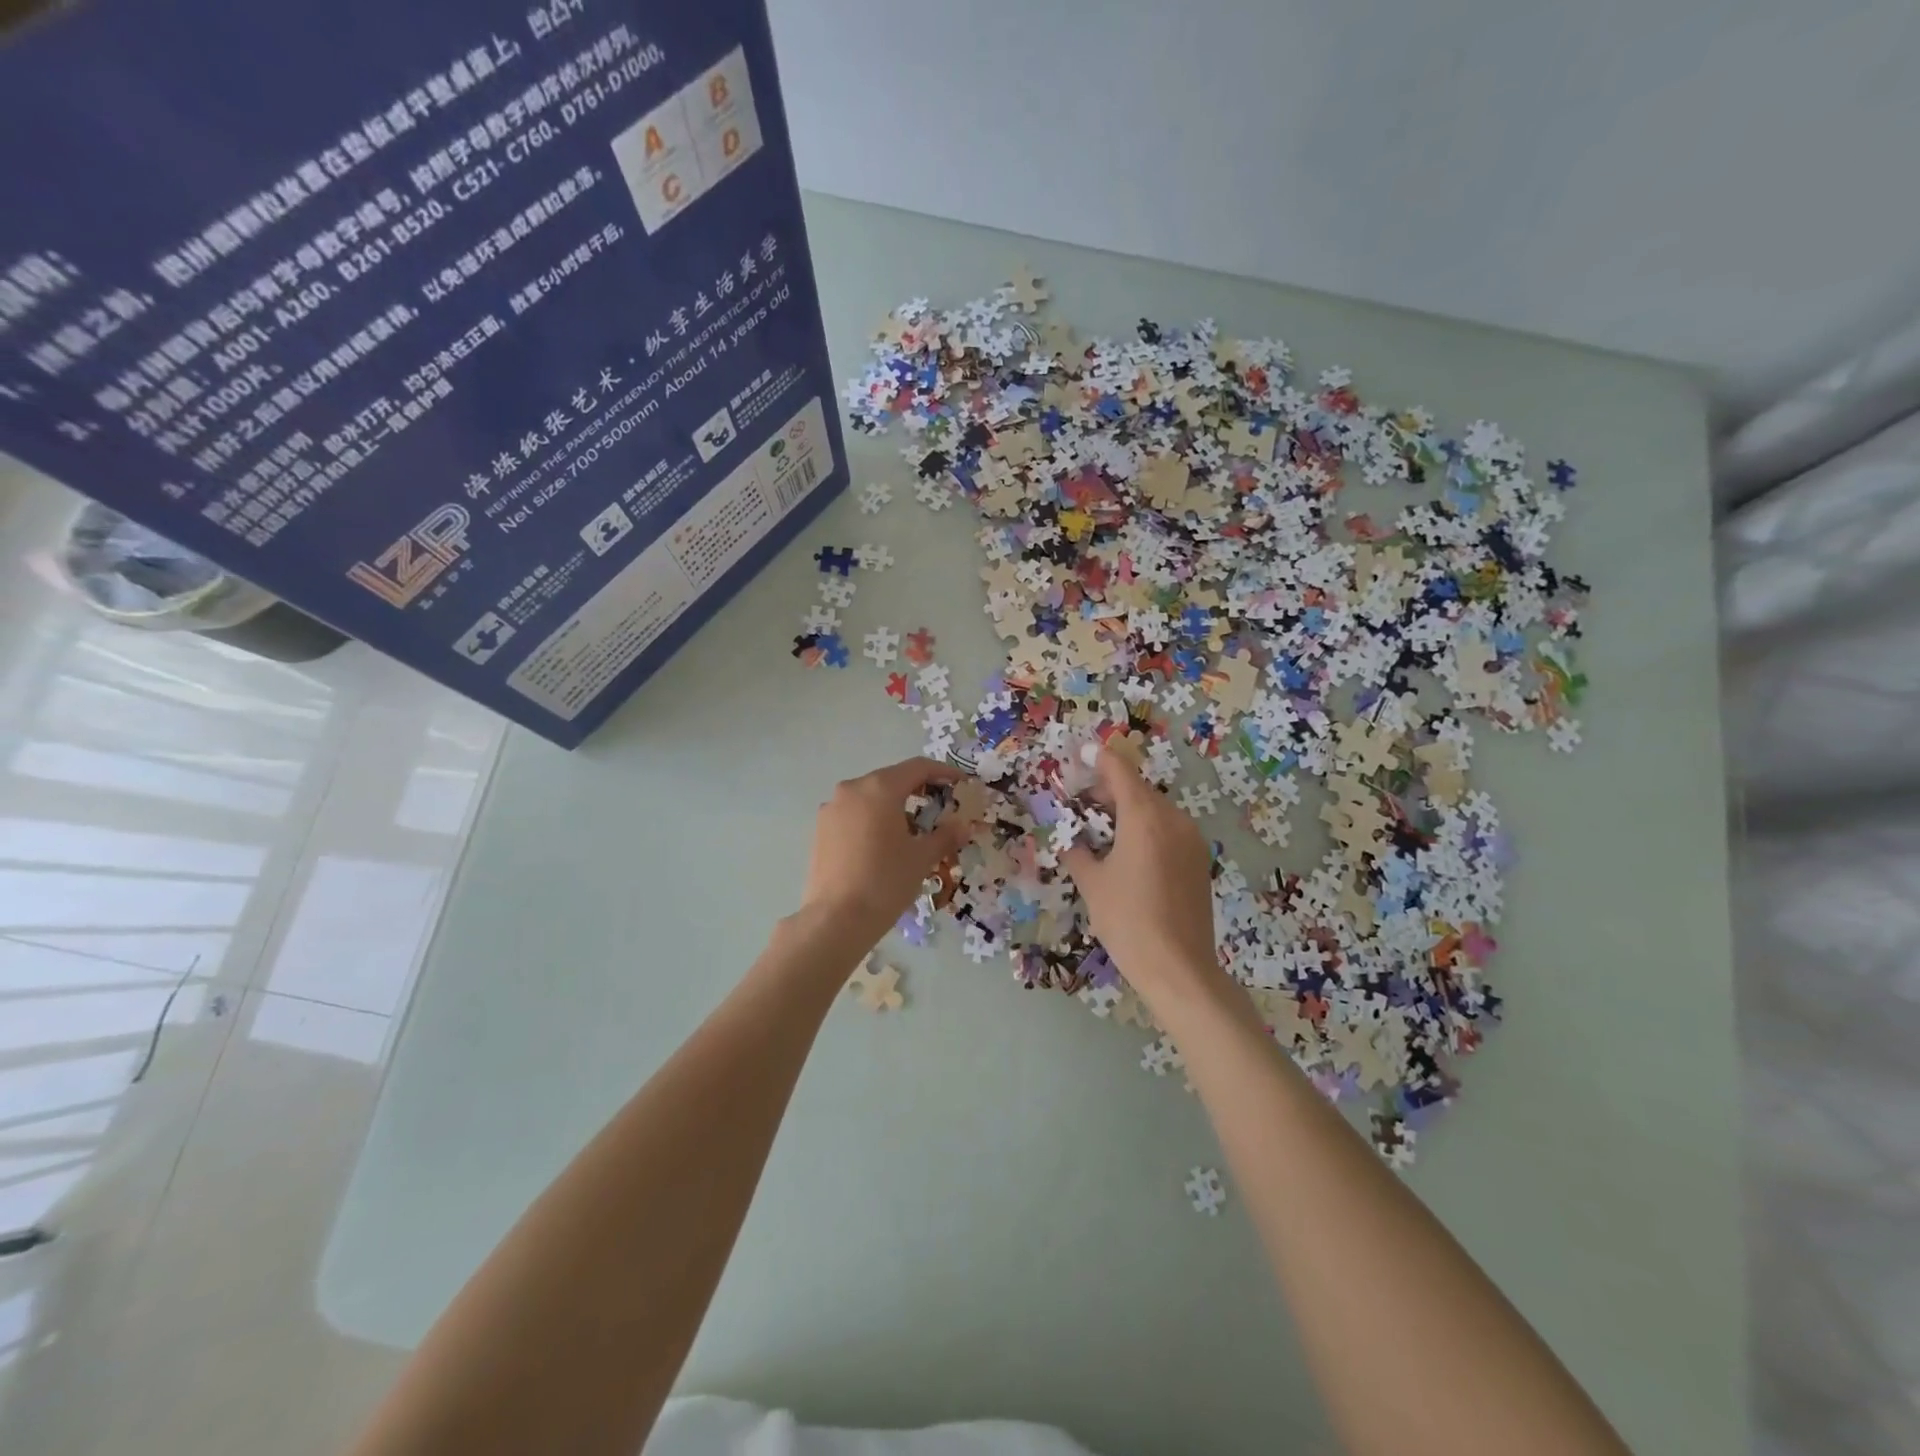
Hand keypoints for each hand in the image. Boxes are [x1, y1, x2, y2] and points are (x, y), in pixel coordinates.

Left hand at [798, 757, 972, 945]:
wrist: (836, 919)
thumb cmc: (886, 881)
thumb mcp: (922, 857)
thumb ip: (945, 835)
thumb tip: (963, 825)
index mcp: (880, 788)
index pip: (917, 767)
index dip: (943, 772)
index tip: (961, 783)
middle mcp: (852, 789)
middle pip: (892, 779)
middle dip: (918, 790)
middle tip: (940, 807)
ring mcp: (832, 808)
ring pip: (871, 797)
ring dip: (894, 805)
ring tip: (913, 829)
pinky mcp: (821, 829)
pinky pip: (854, 813)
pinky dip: (873, 819)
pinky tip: (884, 843)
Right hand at [1062, 748, 1221, 1009]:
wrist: (1178, 968)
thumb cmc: (1128, 921)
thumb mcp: (1092, 884)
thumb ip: (1077, 852)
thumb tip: (1070, 841)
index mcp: (1145, 818)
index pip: (1120, 771)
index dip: (1099, 759)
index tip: (1081, 754)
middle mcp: (1173, 819)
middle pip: (1139, 789)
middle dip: (1110, 788)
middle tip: (1082, 801)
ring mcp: (1192, 840)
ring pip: (1156, 809)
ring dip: (1129, 809)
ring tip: (1103, 829)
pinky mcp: (1199, 860)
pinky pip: (1169, 829)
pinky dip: (1147, 828)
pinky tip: (1128, 851)